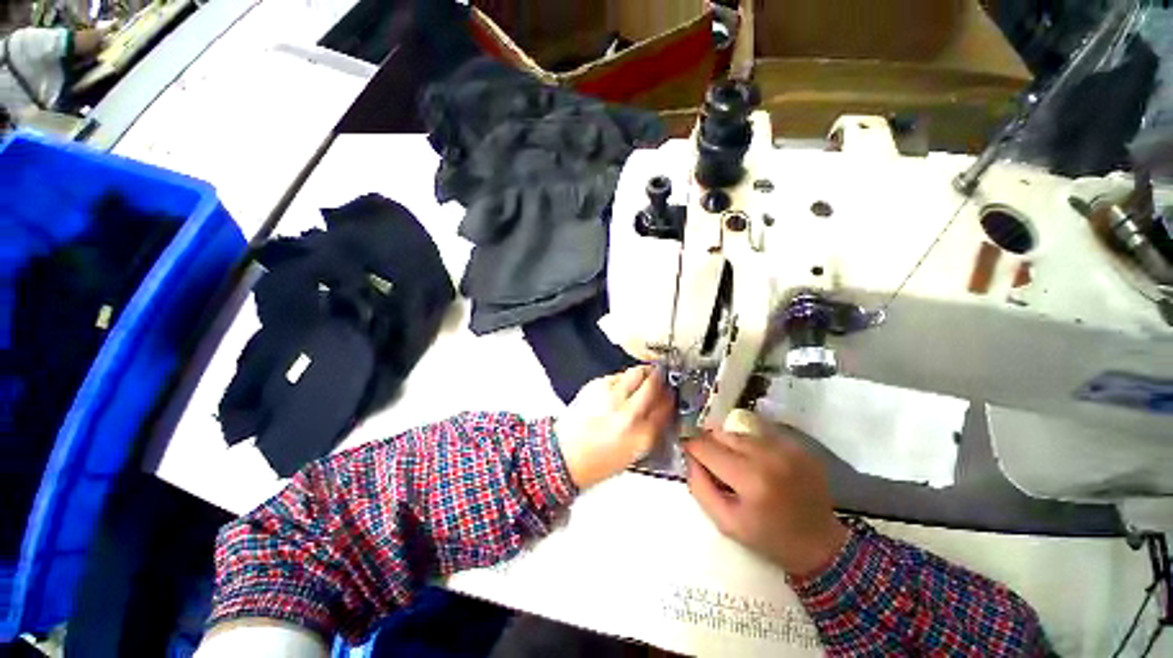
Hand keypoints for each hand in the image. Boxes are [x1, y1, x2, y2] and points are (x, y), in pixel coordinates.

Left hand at [555, 366, 673, 488]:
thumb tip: (664, 406)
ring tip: (642, 377)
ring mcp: (610, 397)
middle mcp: (628, 414)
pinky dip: (622, 378)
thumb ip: (652, 428)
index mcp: (642, 436)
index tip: (672, 392)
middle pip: (654, 384)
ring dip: (643, 373)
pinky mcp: (595, 386)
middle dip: (660, 378)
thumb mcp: (635, 452)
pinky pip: (617, 375)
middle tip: (661, 376)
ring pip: (637, 372)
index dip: (671, 396)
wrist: (565, 455)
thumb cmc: (598, 460)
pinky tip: (619, 388)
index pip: (667, 406)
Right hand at [684, 410, 848, 576]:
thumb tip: (689, 457)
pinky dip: (750, 444)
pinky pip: (760, 434)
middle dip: (710, 443)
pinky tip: (755, 462)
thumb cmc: (769, 538)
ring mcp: (785, 448)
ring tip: (734, 463)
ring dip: (729, 443)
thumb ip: (700, 487)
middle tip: (710, 460)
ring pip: (739, 432)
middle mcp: (768, 455)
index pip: (705, 447)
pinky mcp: (797, 446)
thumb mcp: (726, 523)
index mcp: (750, 479)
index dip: (691, 447)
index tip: (687, 452)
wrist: (821, 544)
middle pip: (721, 434)